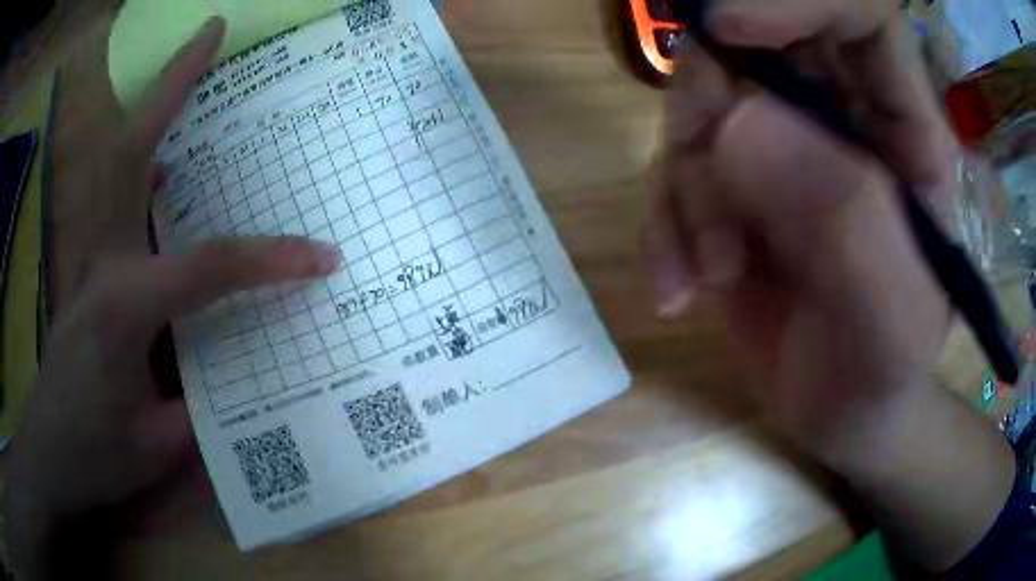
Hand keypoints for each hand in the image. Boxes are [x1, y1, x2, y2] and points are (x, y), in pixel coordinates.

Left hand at [2, 17, 341, 574]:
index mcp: (122, 307)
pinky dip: (138, 158)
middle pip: (130, 150)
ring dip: (153, 107)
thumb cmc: (97, 456)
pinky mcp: (85, 268)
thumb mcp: (158, 446)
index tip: (319, 258)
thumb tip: (246, 365)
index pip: (205, 266)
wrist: (50, 452)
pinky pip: (113, 195)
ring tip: (193, 66)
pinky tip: (162, 159)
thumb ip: (203, 399)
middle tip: (211, 33)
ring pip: (116, 161)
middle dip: (171, 85)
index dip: (265, 260)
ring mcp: (88, 258)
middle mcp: (101, 262)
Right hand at [641, 0, 956, 456]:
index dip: (795, 2)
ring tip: (710, 273)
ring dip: (687, 185)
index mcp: (900, 130)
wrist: (842, 414)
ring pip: (700, 105)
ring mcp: (782, 147)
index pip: (856, 16)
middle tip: (708, 191)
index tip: (730, 28)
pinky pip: (673, 167)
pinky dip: (664, 223)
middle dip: (710, 104)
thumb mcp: (886, 315)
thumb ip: (844, 218)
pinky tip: (679, 286)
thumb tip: (740, 124)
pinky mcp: (734, 185)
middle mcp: (839, 118)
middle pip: (753, 45)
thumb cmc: (883, 371)